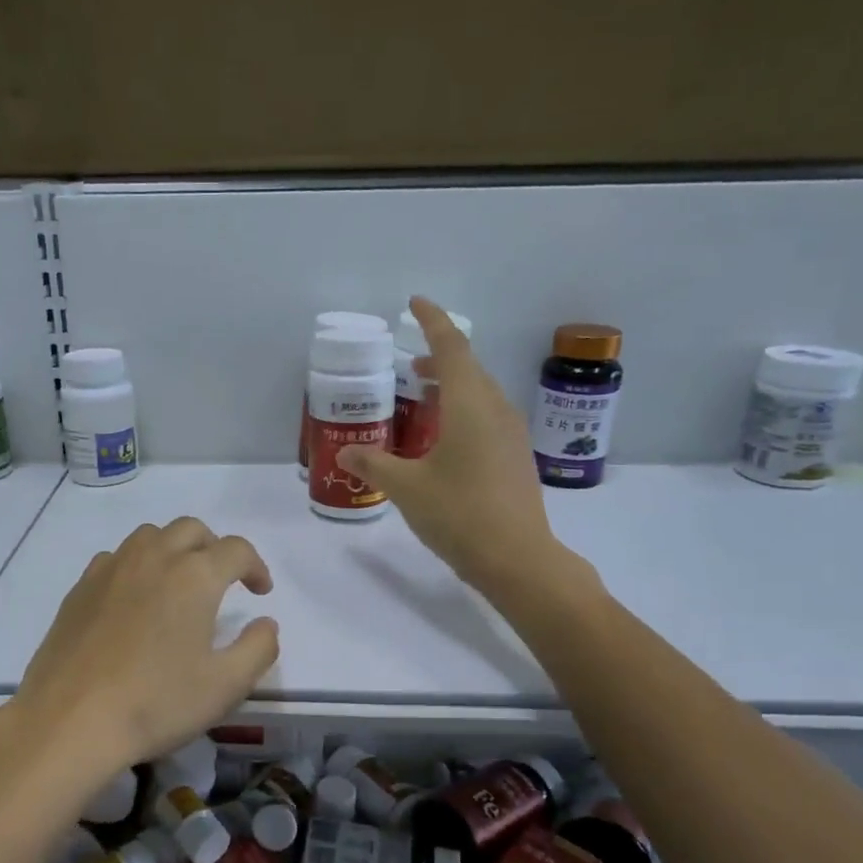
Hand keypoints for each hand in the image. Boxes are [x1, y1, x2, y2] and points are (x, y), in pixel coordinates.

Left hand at [0, 518, 279, 793]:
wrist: (70, 720)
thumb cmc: (156, 703)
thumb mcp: (225, 686)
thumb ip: (258, 648)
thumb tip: (266, 624)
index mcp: (194, 576)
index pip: (236, 549)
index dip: (255, 567)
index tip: (260, 592)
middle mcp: (154, 558)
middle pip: (192, 530)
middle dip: (214, 548)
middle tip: (222, 581)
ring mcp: (112, 568)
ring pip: (150, 536)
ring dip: (174, 549)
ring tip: (178, 584)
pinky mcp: (81, 587)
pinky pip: (116, 558)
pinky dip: (136, 565)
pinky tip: (134, 599)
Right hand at [339, 296, 593, 597]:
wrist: (518, 559)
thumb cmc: (459, 514)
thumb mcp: (407, 488)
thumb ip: (373, 464)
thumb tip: (345, 450)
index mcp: (470, 404)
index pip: (451, 347)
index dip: (432, 321)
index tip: (414, 303)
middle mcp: (496, 409)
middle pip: (468, 367)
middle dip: (438, 357)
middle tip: (409, 363)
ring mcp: (511, 434)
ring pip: (480, 393)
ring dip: (452, 386)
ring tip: (422, 397)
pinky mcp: (515, 457)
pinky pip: (487, 417)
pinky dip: (463, 411)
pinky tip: (444, 438)